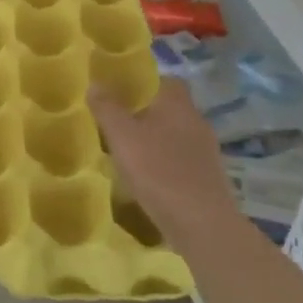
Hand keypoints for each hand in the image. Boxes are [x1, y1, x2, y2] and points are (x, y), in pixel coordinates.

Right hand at [90, 81, 239, 258]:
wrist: (200, 222)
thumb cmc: (158, 170)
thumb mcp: (122, 136)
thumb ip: (107, 108)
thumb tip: (95, 82)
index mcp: (178, 104)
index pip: (165, 80)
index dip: (143, 83)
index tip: (120, 93)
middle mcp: (196, 120)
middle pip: (169, 108)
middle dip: (146, 113)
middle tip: (118, 123)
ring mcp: (206, 150)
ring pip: (175, 134)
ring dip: (155, 140)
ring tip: (128, 152)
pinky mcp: (208, 176)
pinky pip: (181, 159)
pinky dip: (165, 163)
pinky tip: (148, 177)